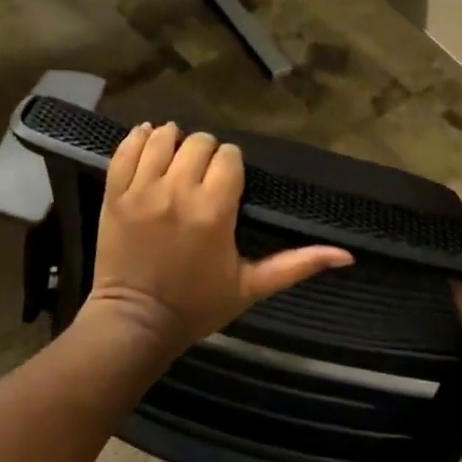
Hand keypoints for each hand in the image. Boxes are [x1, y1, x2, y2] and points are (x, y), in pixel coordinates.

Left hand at [86, 122, 352, 358]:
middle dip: (205, 153)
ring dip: (173, 142)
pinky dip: (138, 139)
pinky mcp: (114, 194)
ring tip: (175, 159)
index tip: (228, 184)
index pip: (229, 157)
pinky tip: (148, 143)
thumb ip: (297, 264)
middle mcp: (178, 191)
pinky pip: (124, 149)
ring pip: (162, 137)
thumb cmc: (197, 306)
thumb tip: (348, 255)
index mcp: (214, 210)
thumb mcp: (252, 287)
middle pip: (199, 142)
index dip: (231, 166)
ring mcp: (141, 190)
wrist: (136, 323)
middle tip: (202, 176)